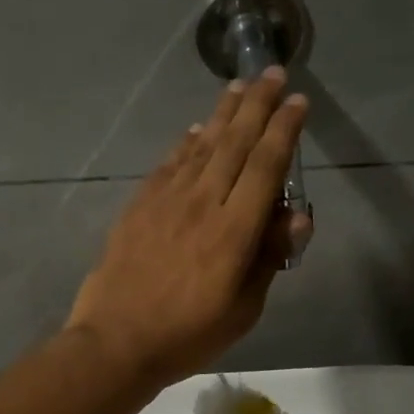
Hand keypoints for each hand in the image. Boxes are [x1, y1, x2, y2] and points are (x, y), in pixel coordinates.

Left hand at [67, 69, 309, 385]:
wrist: (115, 341)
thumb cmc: (187, 335)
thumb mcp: (243, 309)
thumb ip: (269, 258)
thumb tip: (295, 215)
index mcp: (234, 231)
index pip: (266, 166)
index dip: (284, 130)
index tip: (297, 101)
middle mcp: (202, 203)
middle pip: (235, 143)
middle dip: (257, 104)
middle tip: (270, 72)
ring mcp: (166, 201)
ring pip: (201, 145)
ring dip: (223, 114)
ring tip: (238, 88)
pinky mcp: (139, 206)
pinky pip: (169, 164)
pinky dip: (186, 143)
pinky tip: (196, 130)